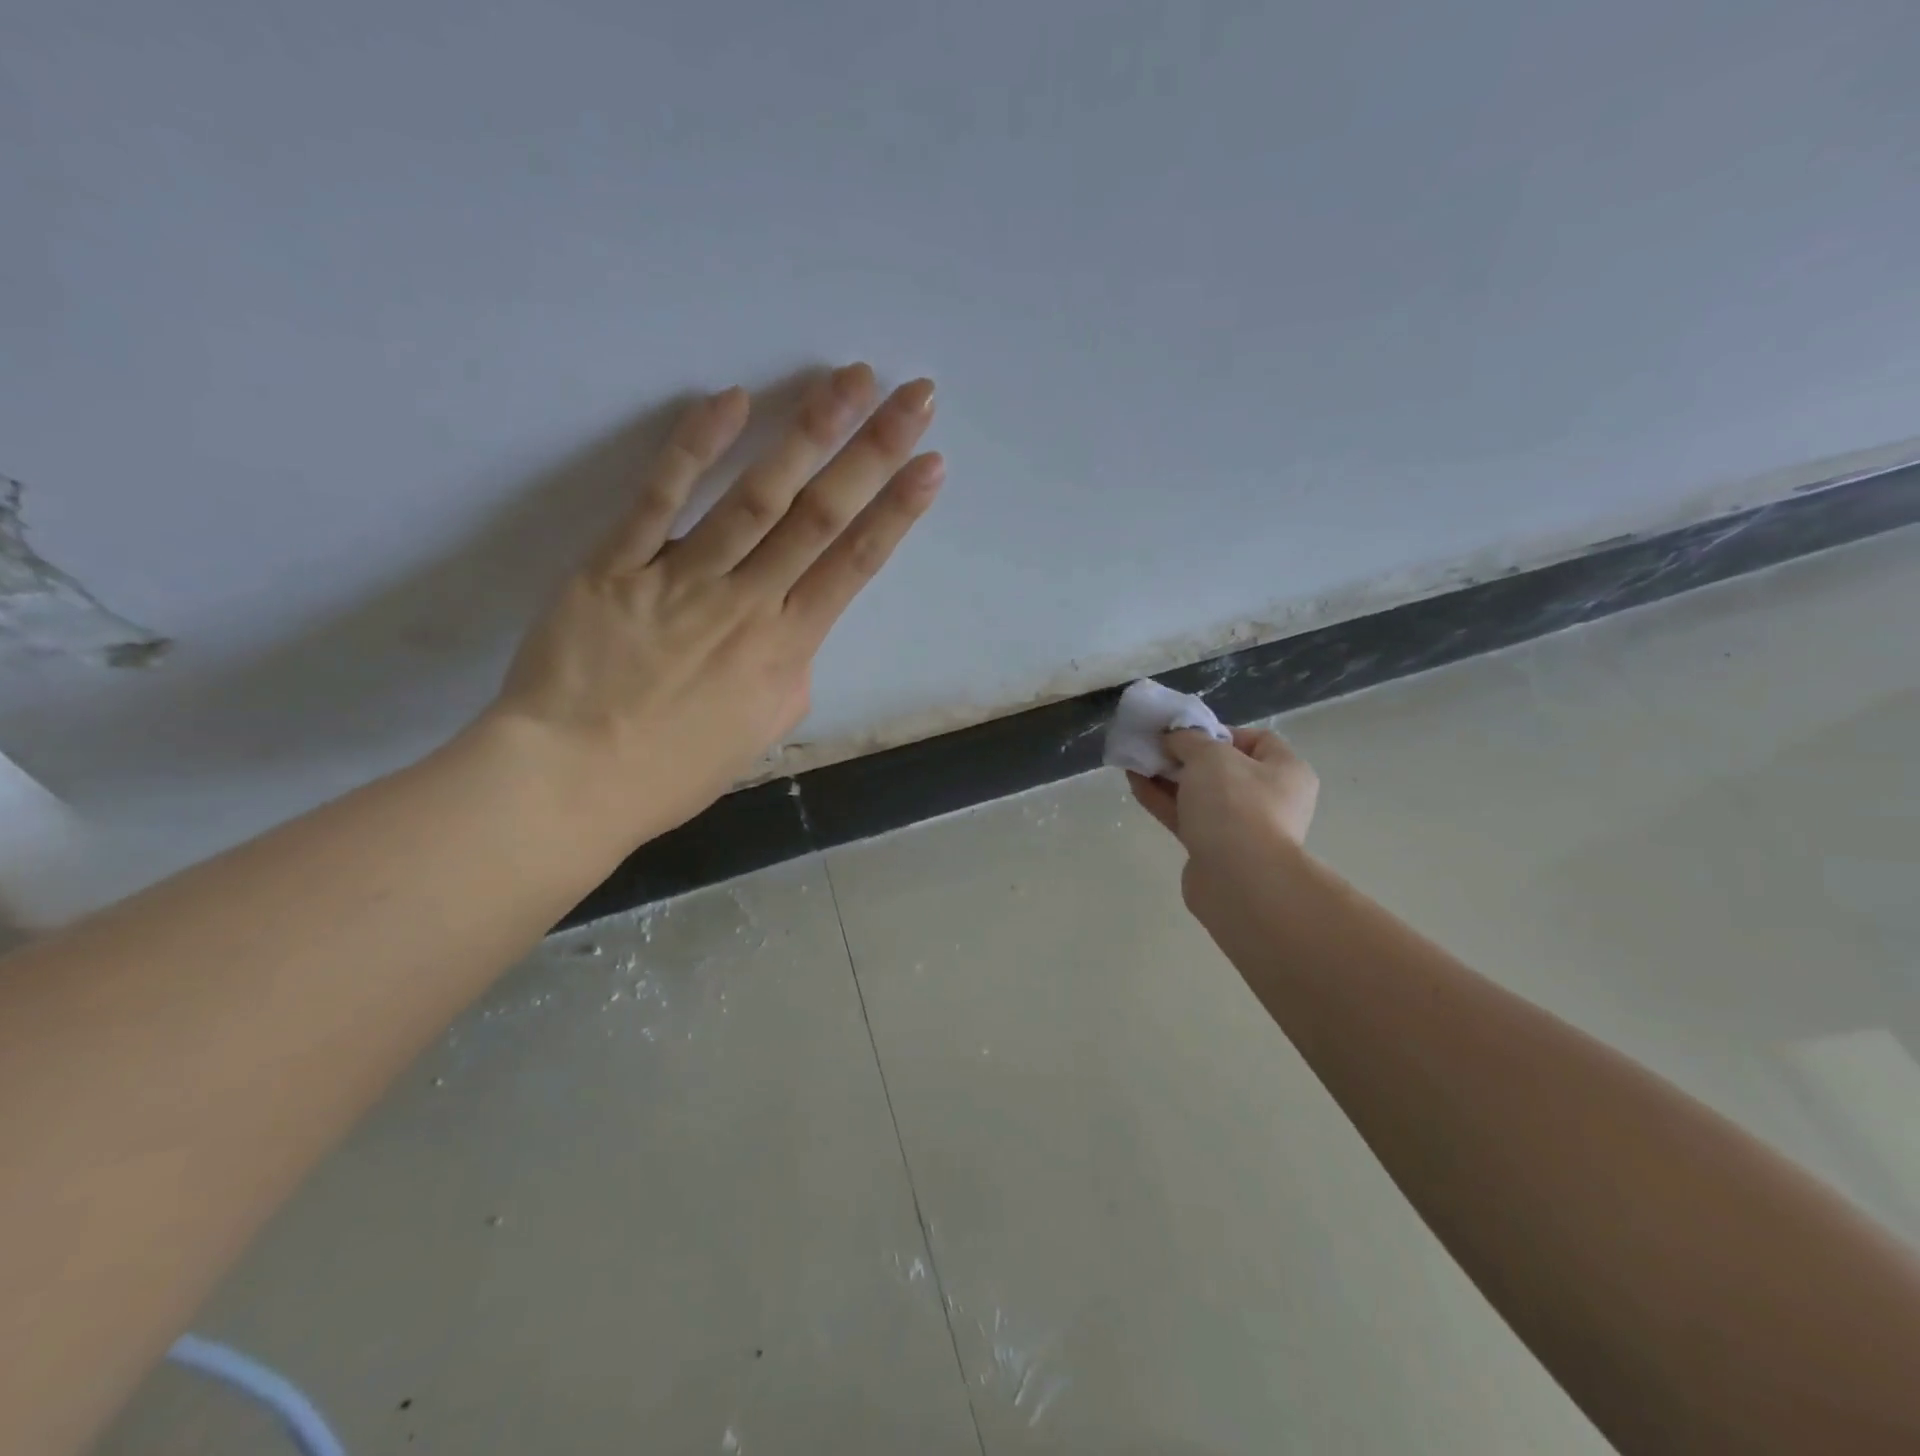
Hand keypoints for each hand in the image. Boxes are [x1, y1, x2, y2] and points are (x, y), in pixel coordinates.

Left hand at [486, 363, 941, 846]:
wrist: (572, 782)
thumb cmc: (673, 770)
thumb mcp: (758, 732)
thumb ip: (789, 675)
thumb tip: (793, 635)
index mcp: (786, 650)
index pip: (854, 566)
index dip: (897, 513)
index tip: (930, 465)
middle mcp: (747, 604)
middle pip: (821, 517)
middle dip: (874, 451)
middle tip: (914, 395)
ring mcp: (681, 579)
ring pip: (757, 497)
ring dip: (809, 433)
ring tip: (849, 379)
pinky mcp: (616, 566)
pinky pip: (660, 499)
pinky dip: (695, 447)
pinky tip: (733, 400)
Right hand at [1127, 726, 1319, 897]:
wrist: (1239, 880)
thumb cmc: (1236, 805)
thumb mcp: (1210, 756)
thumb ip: (1188, 739)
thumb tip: (1174, 737)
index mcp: (1285, 771)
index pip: (1256, 740)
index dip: (1219, 731)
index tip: (1186, 733)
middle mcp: (1270, 799)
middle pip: (1222, 768)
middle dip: (1185, 756)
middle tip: (1154, 746)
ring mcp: (1242, 828)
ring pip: (1200, 794)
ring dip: (1168, 777)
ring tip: (1136, 761)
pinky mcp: (1214, 850)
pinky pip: (1186, 817)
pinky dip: (1163, 800)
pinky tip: (1135, 784)